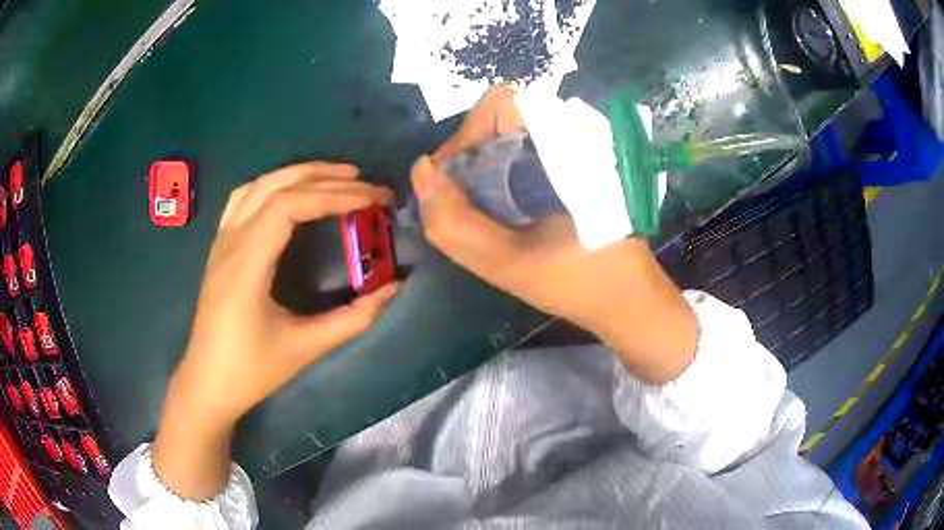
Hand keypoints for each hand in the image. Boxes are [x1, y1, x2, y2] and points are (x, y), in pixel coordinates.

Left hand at [154, 162, 397, 499]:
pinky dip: (273, 185)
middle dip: (324, 177)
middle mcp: (230, 242)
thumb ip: (353, 318)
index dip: (334, 195)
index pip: (290, 205)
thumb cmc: (251, 370)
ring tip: (335, 177)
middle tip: (365, 182)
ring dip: (298, 174)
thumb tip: (394, 288)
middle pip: (276, 186)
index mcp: (247, 264)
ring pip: (258, 186)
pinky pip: (243, 198)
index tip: (371, 199)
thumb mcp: (306, 348)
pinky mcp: (220, 248)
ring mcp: (221, 241)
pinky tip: (291, 191)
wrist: (207, 384)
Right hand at [414, 86, 696, 384]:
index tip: (455, 185)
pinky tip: (504, 215)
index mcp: (565, 145)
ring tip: (483, 216)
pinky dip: (502, 178)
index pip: (499, 104)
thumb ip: (454, 223)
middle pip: (499, 121)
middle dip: (470, 159)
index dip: (467, 136)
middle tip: (464, 207)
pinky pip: (524, 156)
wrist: (629, 300)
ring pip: (509, 139)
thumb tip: (420, 172)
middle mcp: (572, 135)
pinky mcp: (575, 168)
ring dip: (483, 171)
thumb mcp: (508, 264)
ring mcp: (576, 150)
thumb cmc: (580, 283)